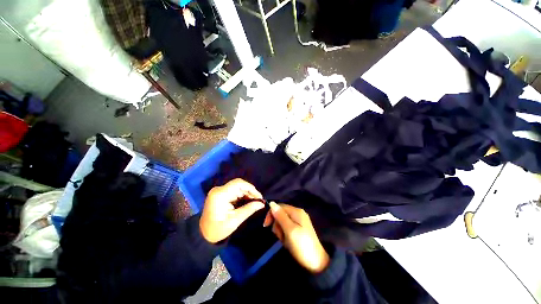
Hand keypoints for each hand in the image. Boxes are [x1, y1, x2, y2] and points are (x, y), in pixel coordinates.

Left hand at [200, 179, 264, 243]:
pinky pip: (234, 191)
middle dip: (250, 191)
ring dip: (247, 193)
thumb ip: (249, 209)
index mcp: (220, 195)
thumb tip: (261, 204)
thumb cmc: (218, 229)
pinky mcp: (221, 194)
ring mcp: (219, 191)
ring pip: (237, 187)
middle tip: (258, 200)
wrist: (203, 234)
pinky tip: (247, 201)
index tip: (259, 196)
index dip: (250, 188)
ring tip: (254, 201)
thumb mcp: (235, 220)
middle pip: (238, 185)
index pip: (238, 184)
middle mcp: (219, 189)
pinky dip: (242, 195)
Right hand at [263, 202, 329, 273]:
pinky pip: (287, 228)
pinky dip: (285, 235)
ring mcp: (299, 222)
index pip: (279, 206)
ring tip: (285, 241)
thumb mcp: (289, 230)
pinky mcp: (299, 230)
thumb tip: (271, 203)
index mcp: (296, 211)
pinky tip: (288, 242)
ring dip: (281, 231)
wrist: (316, 264)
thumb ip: (280, 216)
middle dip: (277, 225)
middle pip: (280, 214)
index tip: (266, 226)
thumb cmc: (302, 246)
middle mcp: (298, 214)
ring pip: (282, 222)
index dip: (271, 214)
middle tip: (281, 236)